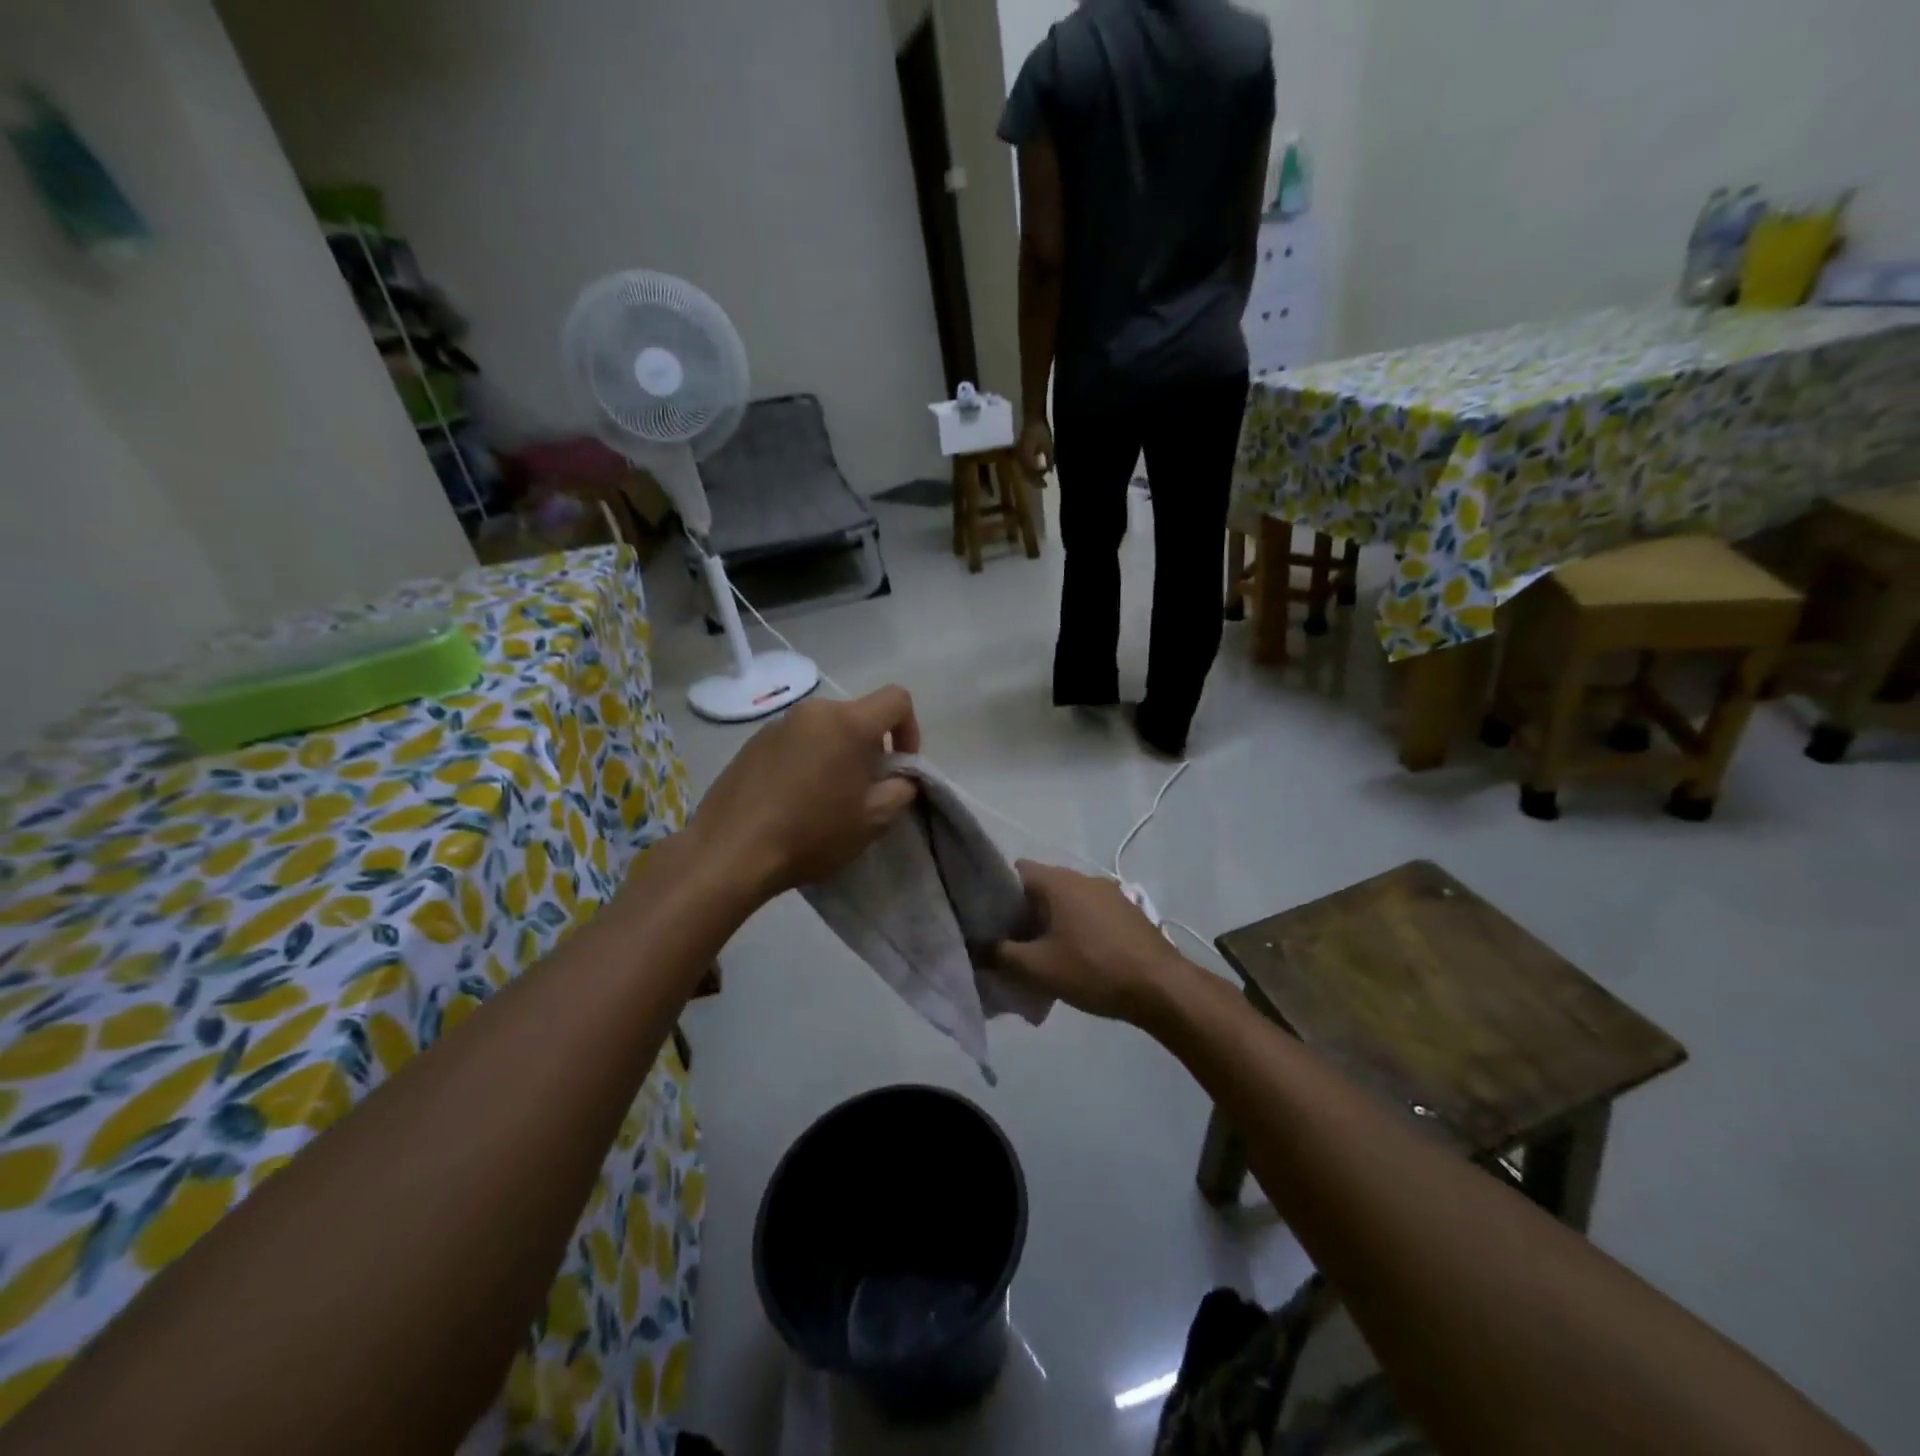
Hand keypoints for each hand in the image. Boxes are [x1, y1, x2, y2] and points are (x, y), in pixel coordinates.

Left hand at [683, 688, 919, 900]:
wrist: (730, 852)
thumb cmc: (811, 833)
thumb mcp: (873, 820)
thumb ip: (901, 789)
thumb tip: (901, 777)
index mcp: (848, 723)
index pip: (897, 699)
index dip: (910, 729)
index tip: (900, 766)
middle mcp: (813, 712)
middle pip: (858, 716)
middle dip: (871, 747)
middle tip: (865, 790)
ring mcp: (778, 724)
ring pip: (825, 730)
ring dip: (837, 754)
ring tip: (826, 798)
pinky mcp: (753, 742)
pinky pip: (795, 742)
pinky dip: (806, 761)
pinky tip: (793, 800)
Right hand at [994, 862, 1184, 1023]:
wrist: (1162, 987)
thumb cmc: (1094, 969)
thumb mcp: (1038, 968)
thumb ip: (1001, 955)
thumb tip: (979, 948)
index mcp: (1059, 881)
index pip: (1015, 871)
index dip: (996, 892)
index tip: (987, 920)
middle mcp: (1083, 877)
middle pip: (1040, 887)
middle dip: (1023, 912)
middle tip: (1010, 943)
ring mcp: (1109, 893)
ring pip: (1066, 901)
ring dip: (1051, 921)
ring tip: (1042, 954)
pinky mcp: (1126, 911)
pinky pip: (1088, 912)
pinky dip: (1075, 927)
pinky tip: (1075, 957)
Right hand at [1016, 417, 1053, 477]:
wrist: (1031, 416)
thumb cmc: (1040, 430)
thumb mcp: (1048, 446)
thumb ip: (1049, 460)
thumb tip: (1050, 472)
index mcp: (1026, 459)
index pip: (1031, 475)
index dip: (1038, 481)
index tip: (1046, 484)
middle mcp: (1019, 459)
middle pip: (1026, 475)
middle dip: (1035, 480)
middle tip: (1043, 483)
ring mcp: (1017, 455)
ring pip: (1023, 470)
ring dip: (1031, 474)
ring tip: (1040, 475)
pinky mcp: (1018, 450)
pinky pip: (1022, 464)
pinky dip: (1029, 467)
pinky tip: (1035, 465)